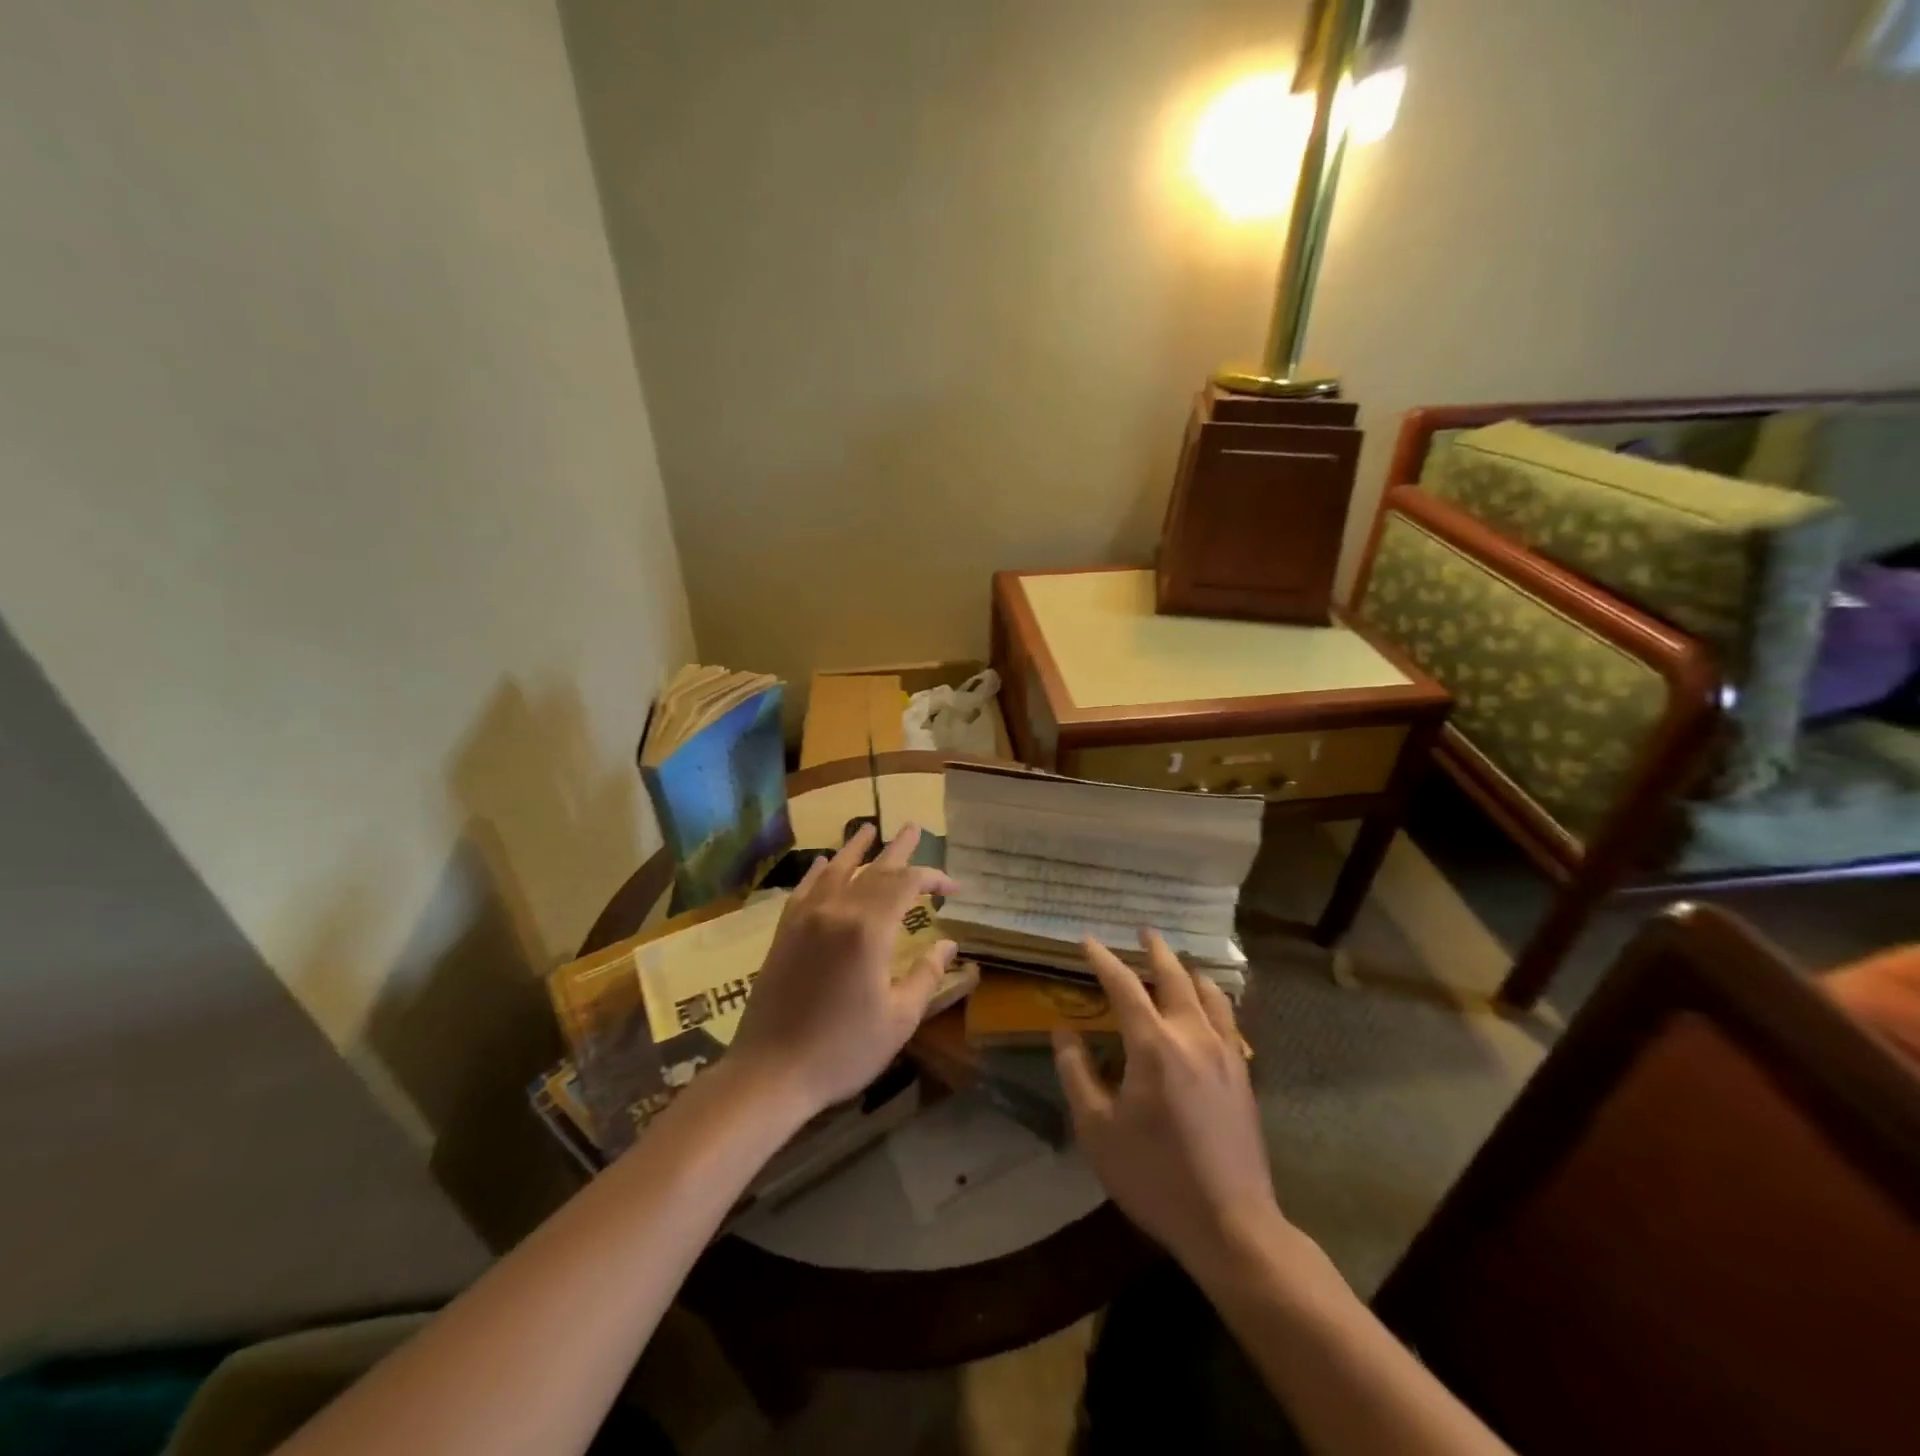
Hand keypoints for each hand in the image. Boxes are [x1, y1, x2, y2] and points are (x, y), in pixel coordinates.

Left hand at [730, 823, 958, 1115]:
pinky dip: (819, 871)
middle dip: (898, 849)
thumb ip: (926, 976)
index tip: (953, 889)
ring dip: (856, 848)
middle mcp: (836, 911)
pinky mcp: (784, 932)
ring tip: (869, 829)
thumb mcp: (899, 1019)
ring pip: (836, 870)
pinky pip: (805, 888)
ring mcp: (805, 919)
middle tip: (914, 828)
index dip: (932, 878)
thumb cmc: (843, 1050)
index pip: (906, 885)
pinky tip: (826, 863)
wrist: (770, 1072)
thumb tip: (948, 945)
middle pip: (873, 869)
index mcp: (869, 931)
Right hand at [1053, 931, 1284, 1277]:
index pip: (1124, 986)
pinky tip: (1208, 1007)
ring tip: (1177, 962)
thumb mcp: (1097, 1129)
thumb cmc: (1154, 1176)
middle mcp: (1193, 1036)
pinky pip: (1228, 1018)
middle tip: (1143, 931)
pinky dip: (1212, 998)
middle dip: (1156, 950)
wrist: (1231, 1224)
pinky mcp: (1243, 1073)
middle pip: (1175, 977)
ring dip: (1188, 971)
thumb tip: (1062, 1030)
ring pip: (1209, 993)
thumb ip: (1076, 1073)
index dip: (1104, 959)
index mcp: (1154, 1045)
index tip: (1088, 941)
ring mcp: (1225, 1053)